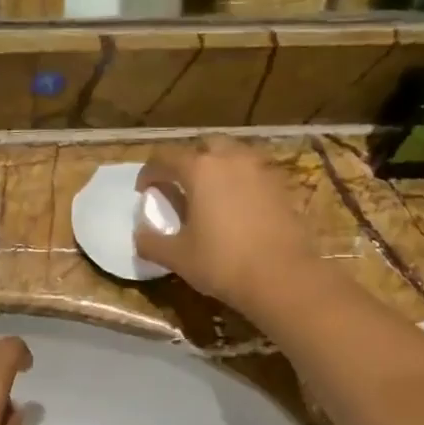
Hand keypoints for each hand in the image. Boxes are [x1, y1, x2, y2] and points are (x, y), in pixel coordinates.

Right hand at [134, 138, 320, 312]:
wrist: (283, 277)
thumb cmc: (223, 263)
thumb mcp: (178, 257)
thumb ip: (151, 242)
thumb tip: (140, 234)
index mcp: (200, 169)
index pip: (165, 158)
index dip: (149, 172)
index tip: (144, 190)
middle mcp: (231, 159)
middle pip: (204, 146)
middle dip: (188, 160)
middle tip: (180, 184)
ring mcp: (260, 170)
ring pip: (234, 156)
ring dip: (218, 167)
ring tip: (210, 193)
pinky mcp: (282, 186)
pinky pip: (254, 173)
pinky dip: (241, 182)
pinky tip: (237, 206)